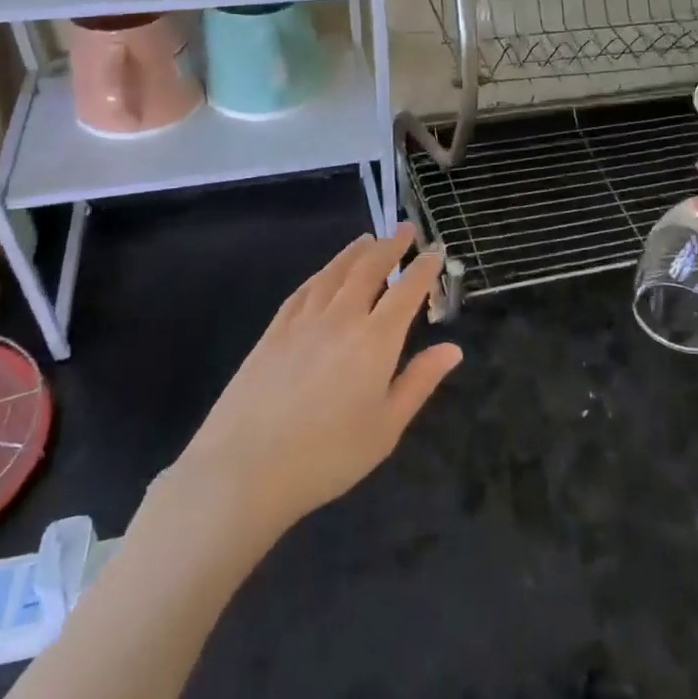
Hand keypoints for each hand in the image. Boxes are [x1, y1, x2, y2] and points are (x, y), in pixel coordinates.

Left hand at [161, 227, 461, 539]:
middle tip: (405, 229)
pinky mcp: (273, 332)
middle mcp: (341, 319)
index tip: (435, 251)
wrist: (244, 470)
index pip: (406, 291)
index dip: (423, 268)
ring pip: (334, 273)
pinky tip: (324, 273)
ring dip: (355, 252)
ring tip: (368, 239)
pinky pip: (303, 290)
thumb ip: (419, 382)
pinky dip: (321, 273)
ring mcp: (303, 322)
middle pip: (369, 269)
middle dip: (391, 246)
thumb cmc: (327, 456)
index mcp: (375, 341)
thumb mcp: (386, 427)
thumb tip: (453, 349)